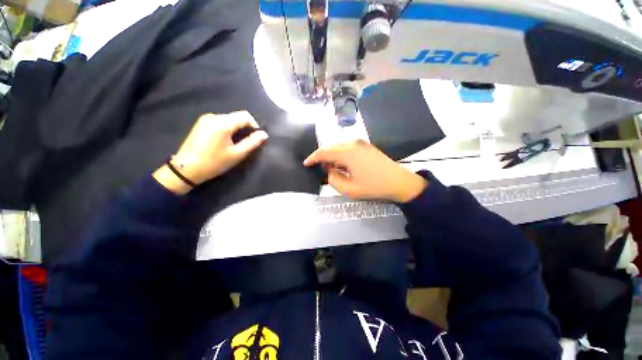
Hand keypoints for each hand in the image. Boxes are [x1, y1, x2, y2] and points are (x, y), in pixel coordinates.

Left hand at [154, 111, 267, 193]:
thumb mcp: (237, 154)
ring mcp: (205, 119)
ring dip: (236, 129)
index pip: (245, 116)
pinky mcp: (201, 123)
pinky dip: (227, 129)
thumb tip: (264, 134)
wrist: (186, 169)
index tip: (255, 138)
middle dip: (245, 128)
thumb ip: (252, 142)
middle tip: (246, 143)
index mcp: (222, 123)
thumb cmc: (214, 163)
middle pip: (237, 117)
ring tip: (235, 144)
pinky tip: (224, 141)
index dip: (254, 125)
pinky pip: (220, 122)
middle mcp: (214, 116)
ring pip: (229, 119)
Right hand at [303, 140, 426, 202]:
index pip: (324, 151)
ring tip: (331, 167)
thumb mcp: (349, 189)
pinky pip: (347, 146)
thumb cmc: (373, 187)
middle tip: (320, 168)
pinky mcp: (366, 145)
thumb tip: (330, 171)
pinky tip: (342, 164)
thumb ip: (333, 180)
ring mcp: (361, 143)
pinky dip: (341, 154)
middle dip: (322, 156)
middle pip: (331, 146)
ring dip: (332, 155)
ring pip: (339, 145)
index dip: (313, 157)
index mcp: (347, 152)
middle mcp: (353, 143)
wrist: (399, 182)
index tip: (306, 163)